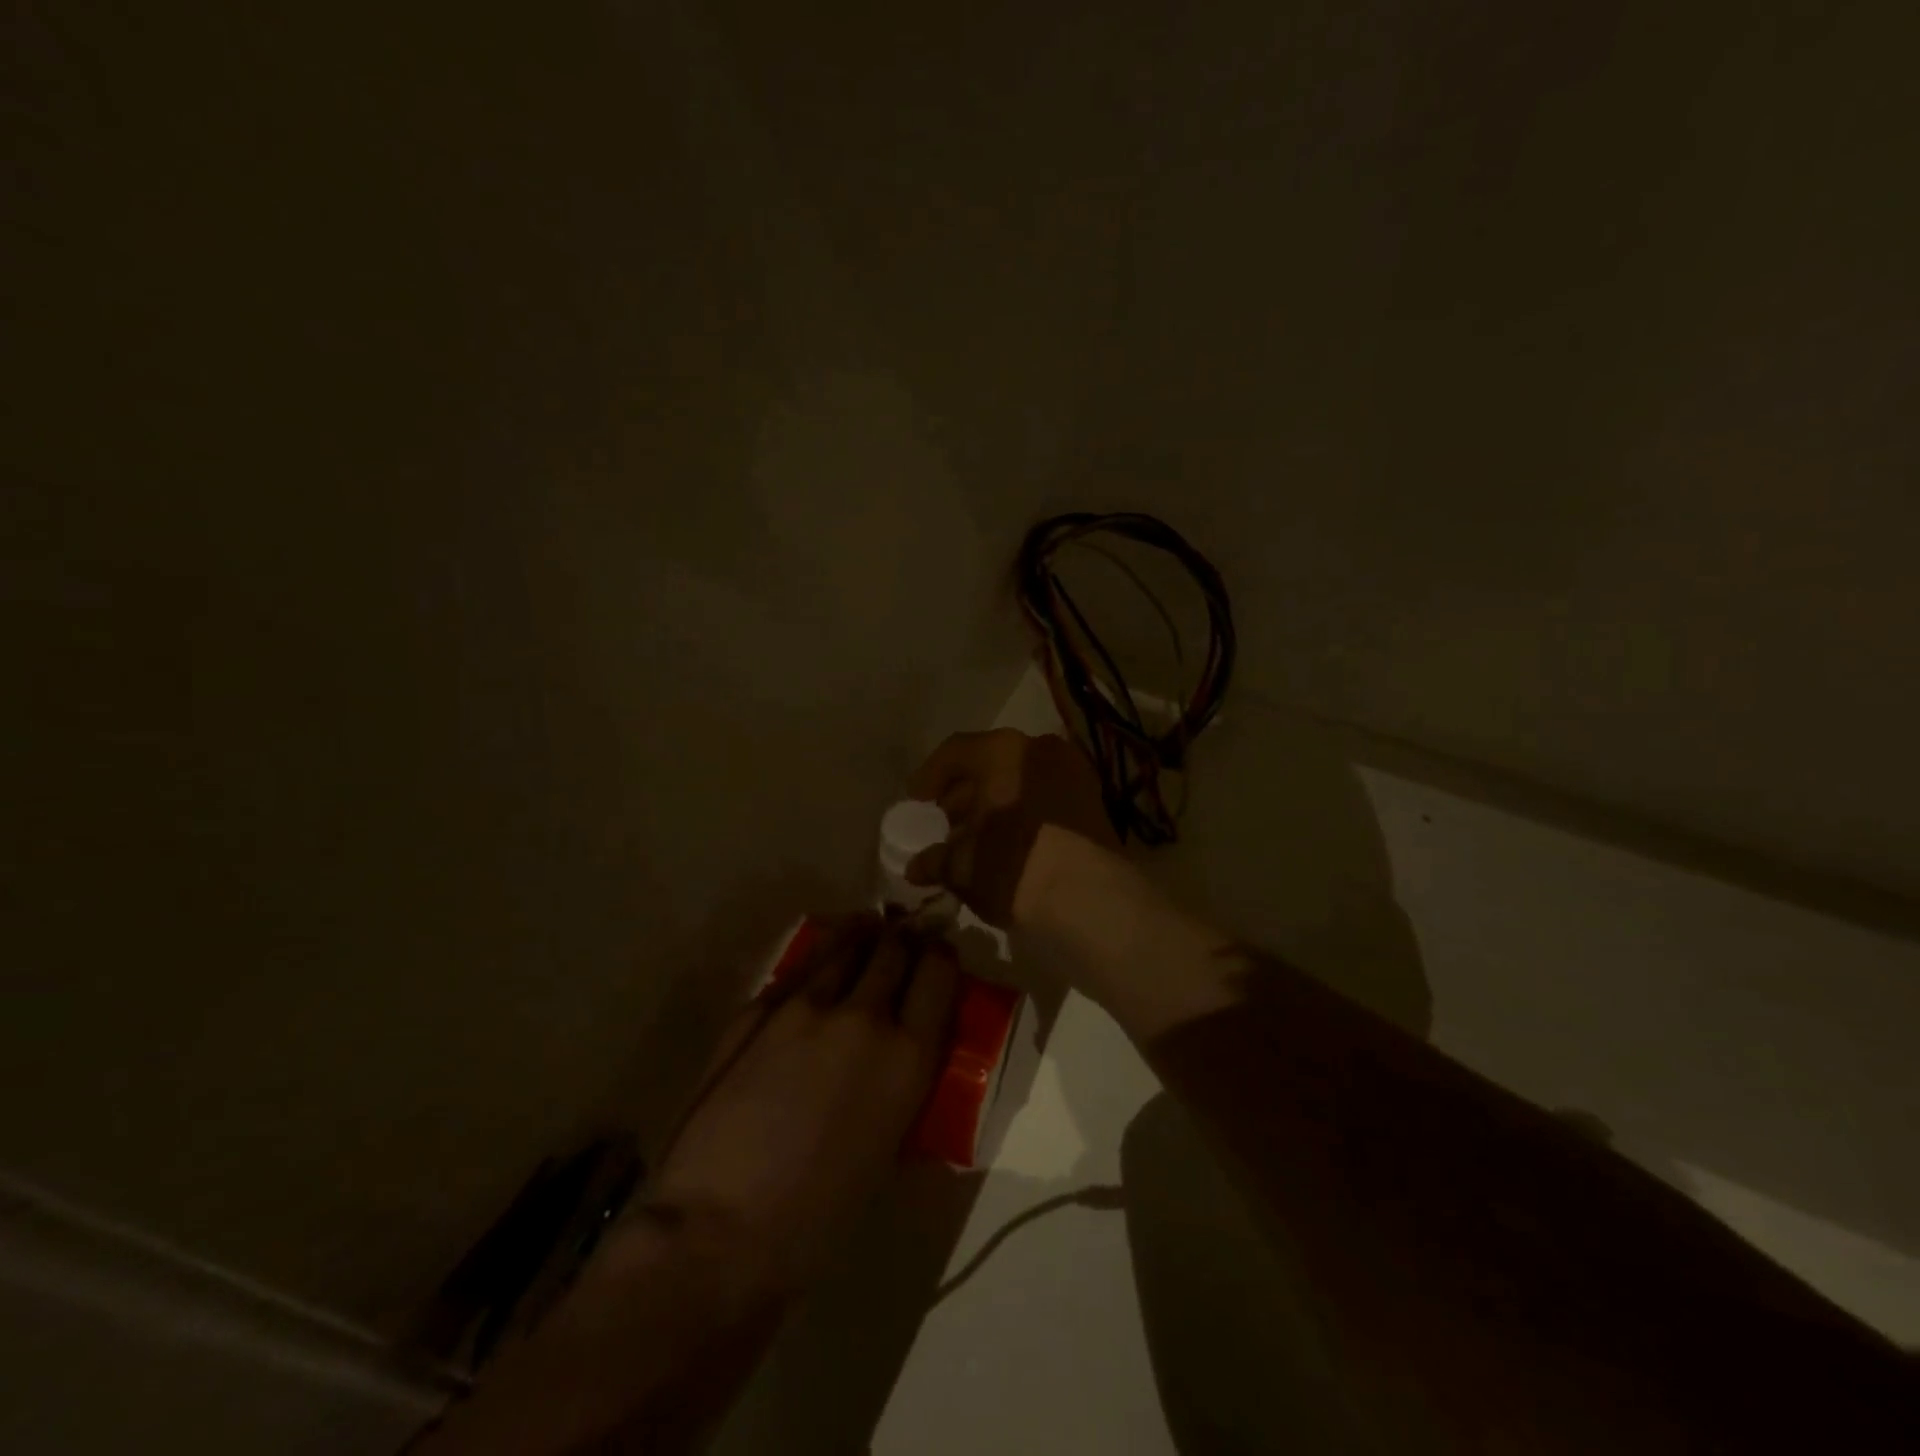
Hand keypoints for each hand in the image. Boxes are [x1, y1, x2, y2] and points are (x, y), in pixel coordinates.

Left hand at [635, 918, 957, 1296]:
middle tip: (904, 938)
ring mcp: (805, 1006)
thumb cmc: (819, 1215)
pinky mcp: (757, 1009)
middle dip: (903, 939)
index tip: (938, 954)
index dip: (941, 956)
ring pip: (845, 946)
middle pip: (893, 949)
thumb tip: (902, 1055)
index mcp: (907, 1055)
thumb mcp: (889, 1148)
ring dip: (862, 936)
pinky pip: (800, 969)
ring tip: (867, 927)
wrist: (721, 1228)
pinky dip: (819, 958)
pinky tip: (820, 962)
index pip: (939, 974)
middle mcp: (863, 1016)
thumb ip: (902, 1085)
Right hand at [904, 729, 1119, 927]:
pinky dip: (1026, 813)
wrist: (1090, 899)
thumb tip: (917, 866)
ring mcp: (1073, 773)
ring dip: (997, 804)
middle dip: (965, 794)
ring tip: (978, 839)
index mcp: (1002, 751)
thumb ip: (936, 860)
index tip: (917, 802)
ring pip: (1021, 781)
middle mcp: (1040, 749)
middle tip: (947, 824)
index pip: (955, 752)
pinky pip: (1046, 798)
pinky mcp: (1095, 802)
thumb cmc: (1014, 867)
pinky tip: (1011, 844)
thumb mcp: (963, 867)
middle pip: (991, 764)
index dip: (930, 777)